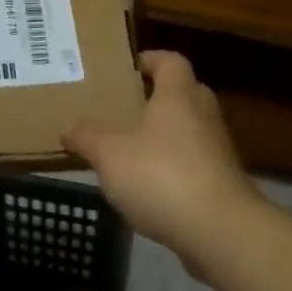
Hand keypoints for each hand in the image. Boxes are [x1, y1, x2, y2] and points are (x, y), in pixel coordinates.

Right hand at [62, 51, 262, 264]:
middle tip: (126, 108)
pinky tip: (151, 186)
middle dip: (158, 98)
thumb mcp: (110, 154)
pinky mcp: (223, 182)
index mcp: (179, 96)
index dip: (152, 59)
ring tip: (132, 149)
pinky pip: (195, 162)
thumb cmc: (161, 175)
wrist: (219, 230)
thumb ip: (87, 138)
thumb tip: (68, 128)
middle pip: (184, 93)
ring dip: (166, 135)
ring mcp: (218, 150)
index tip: (130, 68)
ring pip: (190, 130)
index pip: (171, 61)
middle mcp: (204, 114)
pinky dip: (175, 167)